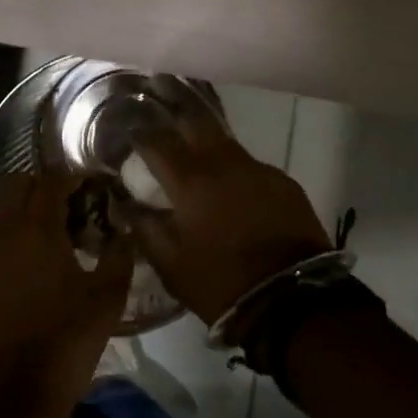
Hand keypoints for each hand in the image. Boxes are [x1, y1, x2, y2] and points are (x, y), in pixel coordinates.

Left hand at [0, 172, 134, 415]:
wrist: (8, 399)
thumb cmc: (65, 343)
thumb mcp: (108, 299)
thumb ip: (119, 254)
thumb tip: (123, 229)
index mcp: (37, 226)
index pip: (53, 178)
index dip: (73, 178)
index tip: (90, 190)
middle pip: (17, 183)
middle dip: (42, 188)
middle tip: (65, 211)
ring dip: (18, 213)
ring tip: (40, 241)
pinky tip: (14, 270)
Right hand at [123, 125, 332, 324]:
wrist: (291, 299)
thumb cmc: (221, 283)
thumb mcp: (171, 265)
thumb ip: (145, 228)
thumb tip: (126, 204)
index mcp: (190, 182)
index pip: (157, 143)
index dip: (140, 135)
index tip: (130, 134)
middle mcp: (222, 163)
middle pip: (195, 122)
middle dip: (176, 117)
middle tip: (165, 123)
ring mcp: (257, 168)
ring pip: (225, 142)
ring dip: (207, 144)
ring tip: (199, 157)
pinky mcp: (283, 181)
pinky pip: (251, 166)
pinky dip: (236, 172)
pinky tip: (235, 189)